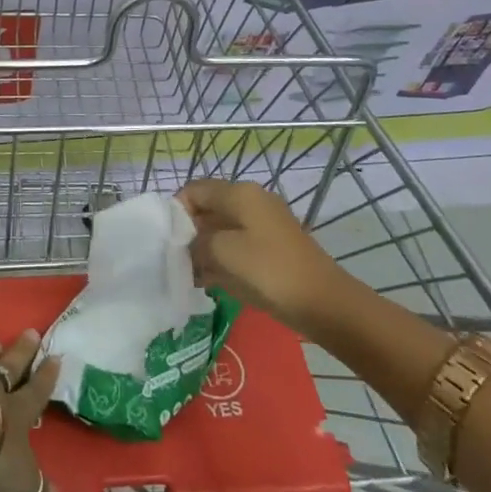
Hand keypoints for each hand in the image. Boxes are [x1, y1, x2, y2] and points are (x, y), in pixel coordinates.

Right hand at [180, 179, 345, 331]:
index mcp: (239, 193)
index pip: (195, 190)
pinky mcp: (273, 247)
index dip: (176, 210)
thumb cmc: (269, 270)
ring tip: (189, 274)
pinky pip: (238, 245)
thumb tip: (189, 244)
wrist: (323, 301)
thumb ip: (197, 242)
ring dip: (204, 248)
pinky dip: (222, 258)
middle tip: (174, 259)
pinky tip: (209, 281)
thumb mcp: (223, 253)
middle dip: (189, 231)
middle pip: (209, 208)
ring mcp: (265, 224)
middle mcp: (252, 201)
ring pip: (222, 229)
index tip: (166, 239)